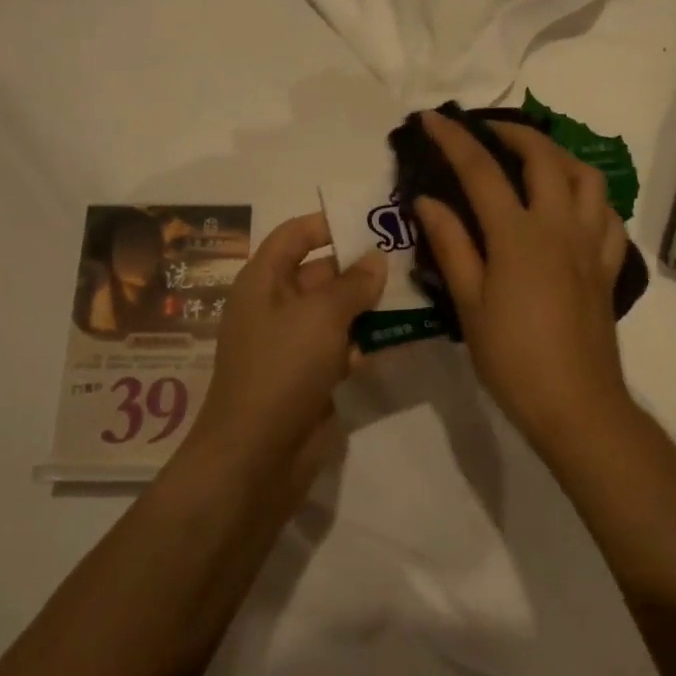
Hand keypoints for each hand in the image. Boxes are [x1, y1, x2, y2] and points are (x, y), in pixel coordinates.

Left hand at [195, 211, 386, 471]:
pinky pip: (344, 346)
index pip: (294, 236)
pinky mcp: (313, 376)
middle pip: (321, 272)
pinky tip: (405, 332)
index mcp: (263, 281)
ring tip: (418, 288)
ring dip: (371, 303)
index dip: (328, 223)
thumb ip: (353, 283)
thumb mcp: (321, 315)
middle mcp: (276, 306)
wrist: (258, 455)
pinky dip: (369, 339)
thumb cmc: (283, 367)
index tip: (372, 219)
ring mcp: (294, 344)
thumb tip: (376, 259)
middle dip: (361, 265)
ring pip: (337, 311)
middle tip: (410, 254)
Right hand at [413, 110, 633, 447]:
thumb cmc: (512, 358)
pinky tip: (574, 207)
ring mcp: (592, 244)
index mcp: (519, 236)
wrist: (575, 404)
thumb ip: (451, 245)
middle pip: (544, 158)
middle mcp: (561, 227)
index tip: (432, 118)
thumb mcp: (469, 304)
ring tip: (535, 159)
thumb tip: (427, 201)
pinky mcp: (609, 266)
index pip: (481, 171)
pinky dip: (591, 198)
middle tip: (487, 131)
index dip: (454, 139)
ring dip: (560, 156)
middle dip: (514, 132)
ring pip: (588, 178)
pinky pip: (609, 216)